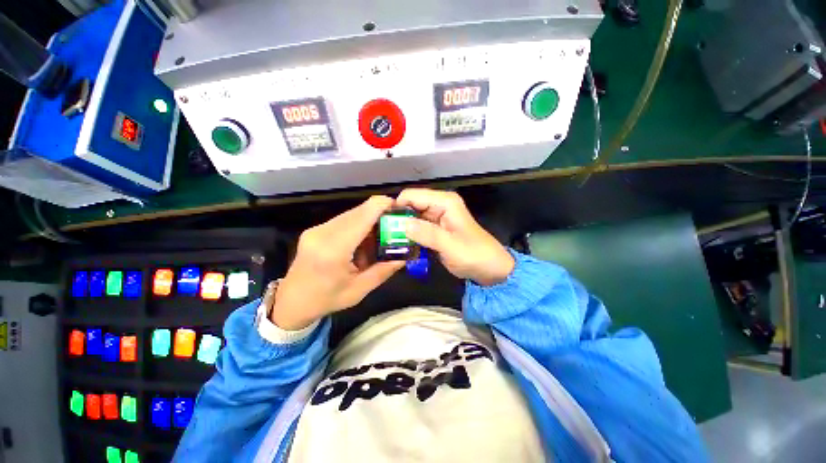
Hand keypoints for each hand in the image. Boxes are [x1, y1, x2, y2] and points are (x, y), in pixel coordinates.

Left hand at [271, 196, 404, 329]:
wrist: (291, 302)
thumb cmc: (326, 299)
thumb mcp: (359, 290)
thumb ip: (384, 270)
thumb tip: (405, 256)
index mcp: (334, 249)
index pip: (363, 216)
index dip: (383, 205)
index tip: (400, 208)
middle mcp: (323, 233)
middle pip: (359, 211)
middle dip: (380, 214)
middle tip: (395, 226)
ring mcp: (317, 229)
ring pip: (352, 214)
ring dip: (369, 221)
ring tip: (379, 238)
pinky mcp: (316, 229)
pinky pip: (343, 220)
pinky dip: (358, 226)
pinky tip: (362, 242)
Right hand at [395, 188, 513, 285]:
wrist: (489, 268)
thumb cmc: (474, 255)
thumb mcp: (450, 245)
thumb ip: (426, 233)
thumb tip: (400, 223)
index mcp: (444, 201)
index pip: (412, 195)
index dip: (397, 206)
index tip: (383, 223)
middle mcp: (439, 205)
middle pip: (410, 205)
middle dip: (397, 218)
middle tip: (384, 234)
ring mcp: (437, 217)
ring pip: (412, 217)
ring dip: (402, 227)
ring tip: (389, 241)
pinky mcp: (435, 229)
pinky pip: (417, 228)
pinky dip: (409, 235)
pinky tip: (401, 244)